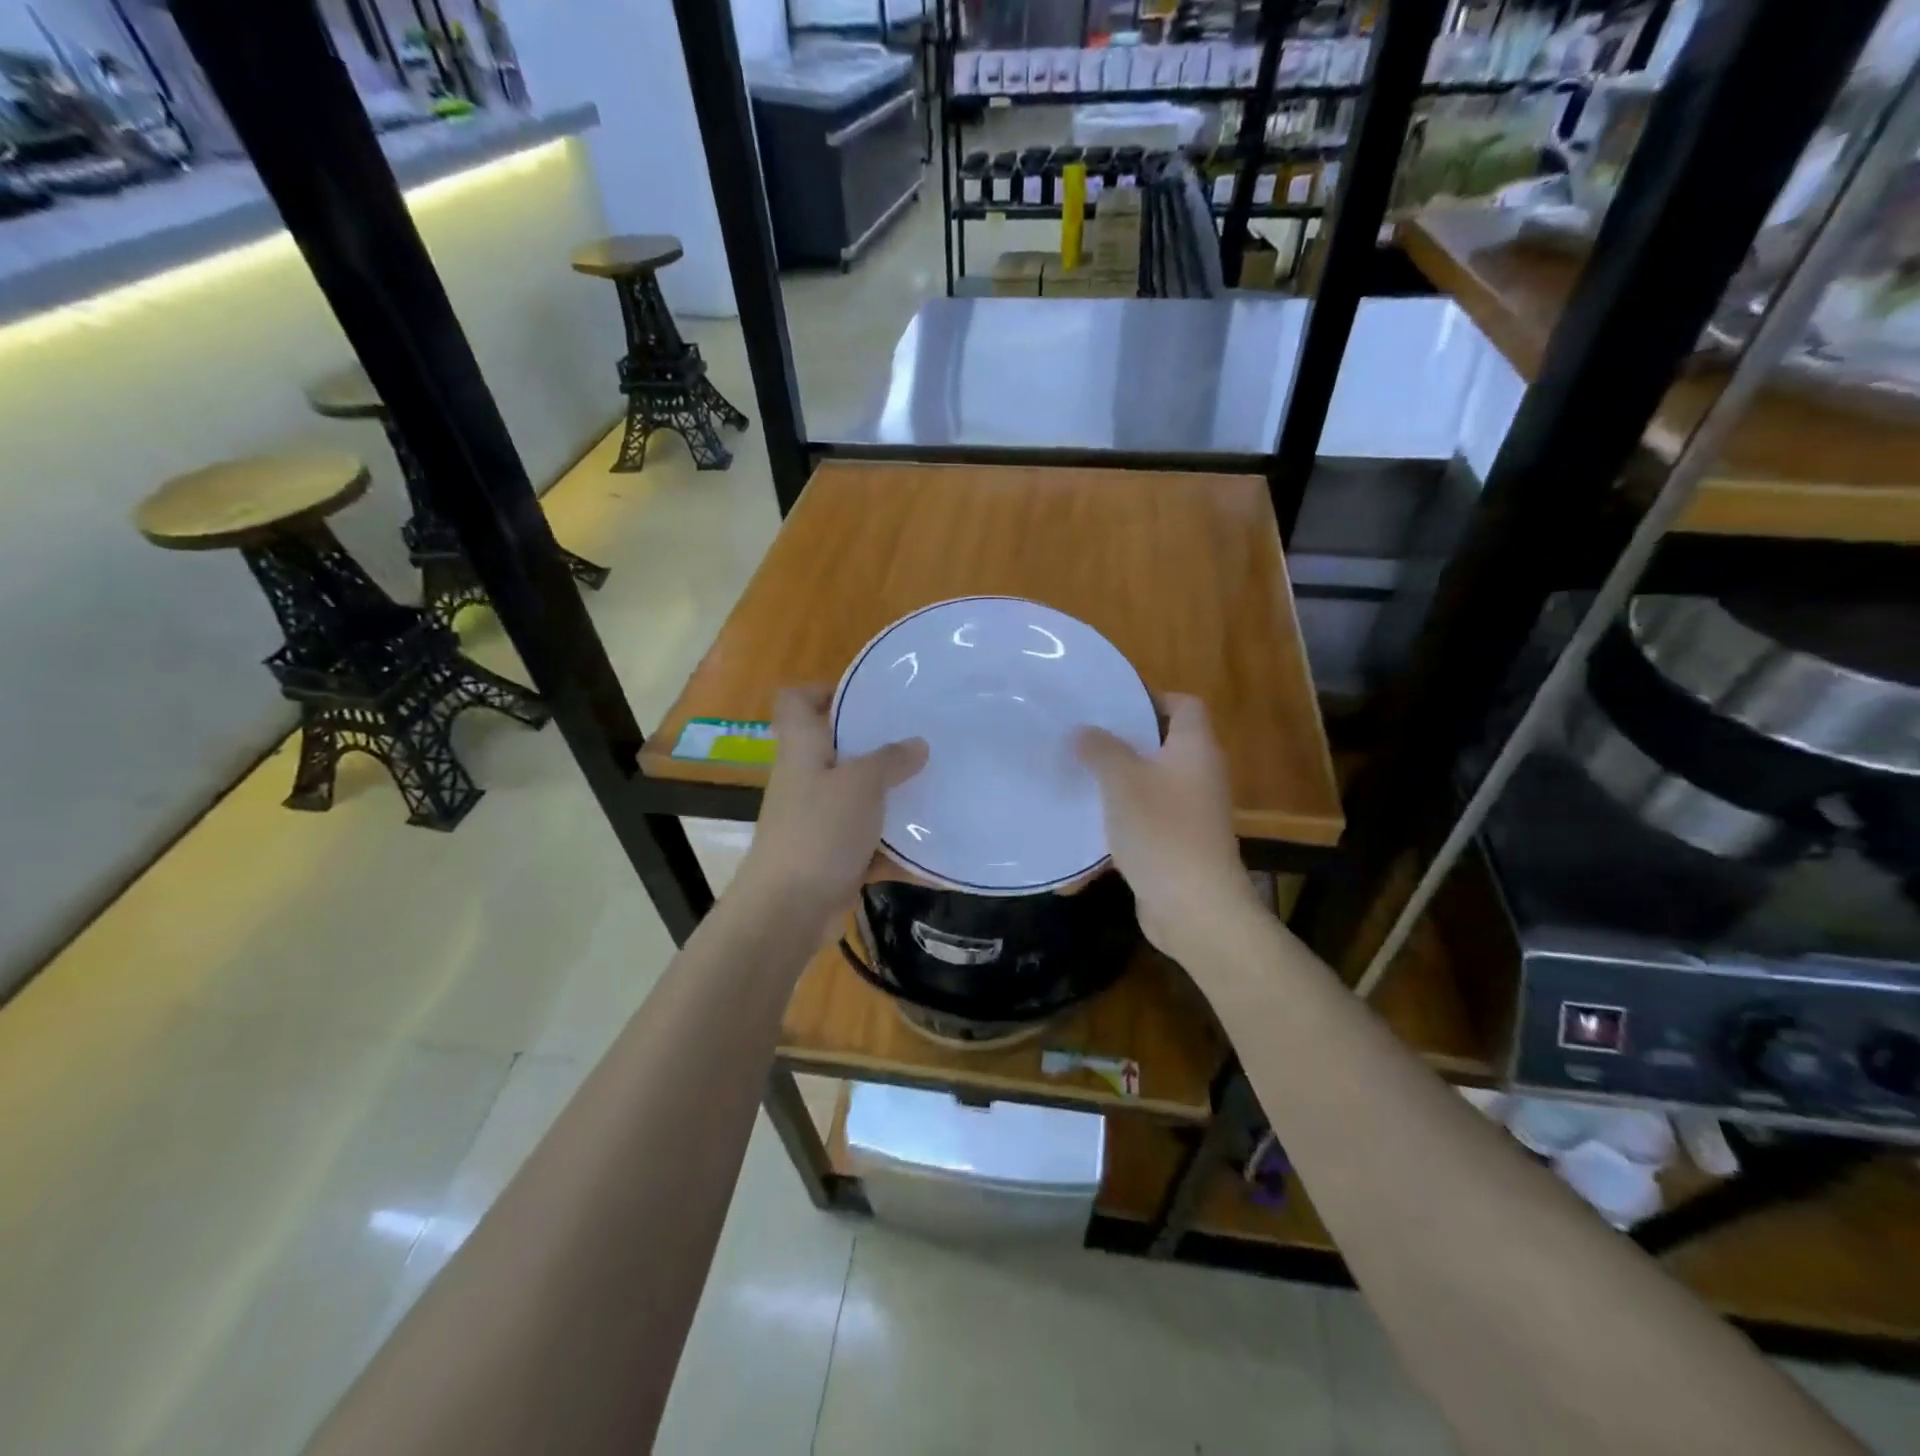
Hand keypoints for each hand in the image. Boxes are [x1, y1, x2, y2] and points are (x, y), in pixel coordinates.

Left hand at [734, 686, 927, 919]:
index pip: (795, 701)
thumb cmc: (819, 831)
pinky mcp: (834, 856)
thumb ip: (890, 760)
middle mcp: (807, 780)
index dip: (824, 690)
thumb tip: (917, 744)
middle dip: (877, 745)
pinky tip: (935, 853)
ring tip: (936, 787)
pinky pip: (872, 844)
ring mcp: (820, 821)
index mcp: (803, 750)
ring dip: (893, 798)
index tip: (867, 696)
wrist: (789, 910)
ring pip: (859, 798)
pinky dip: (898, 849)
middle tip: (920, 739)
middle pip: (837, 748)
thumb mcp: (860, 785)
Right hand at [1076, 694, 1261, 962]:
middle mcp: (1199, 776)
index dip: (1152, 697)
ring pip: (1151, 785)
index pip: (1185, 705)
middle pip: (1164, 745)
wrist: (1195, 908)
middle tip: (1083, 739)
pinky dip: (1120, 823)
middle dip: (1124, 742)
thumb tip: (1085, 731)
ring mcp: (1192, 814)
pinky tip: (1085, 831)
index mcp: (1194, 750)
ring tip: (1078, 778)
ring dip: (1118, 784)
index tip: (1112, 704)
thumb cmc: (1161, 831)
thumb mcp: (1123, 781)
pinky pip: (1146, 822)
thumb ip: (1101, 750)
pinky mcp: (1178, 846)